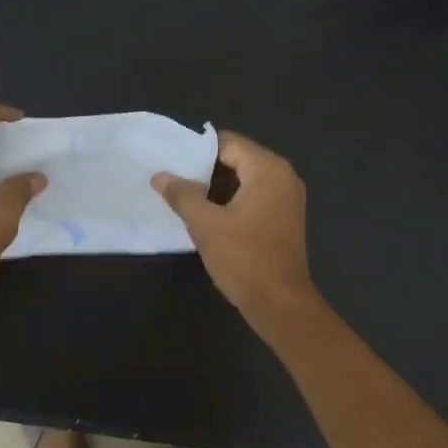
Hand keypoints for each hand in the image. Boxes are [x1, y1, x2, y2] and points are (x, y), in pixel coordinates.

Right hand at [153, 131, 316, 330]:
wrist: (279, 303)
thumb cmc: (244, 258)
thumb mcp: (205, 224)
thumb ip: (182, 194)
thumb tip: (160, 175)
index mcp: (268, 170)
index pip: (228, 143)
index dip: (197, 149)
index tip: (170, 158)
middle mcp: (283, 177)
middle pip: (238, 159)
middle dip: (205, 168)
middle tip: (172, 176)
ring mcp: (287, 199)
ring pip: (245, 180)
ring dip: (216, 186)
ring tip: (183, 194)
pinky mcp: (284, 219)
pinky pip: (254, 197)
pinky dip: (231, 200)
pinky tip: (207, 213)